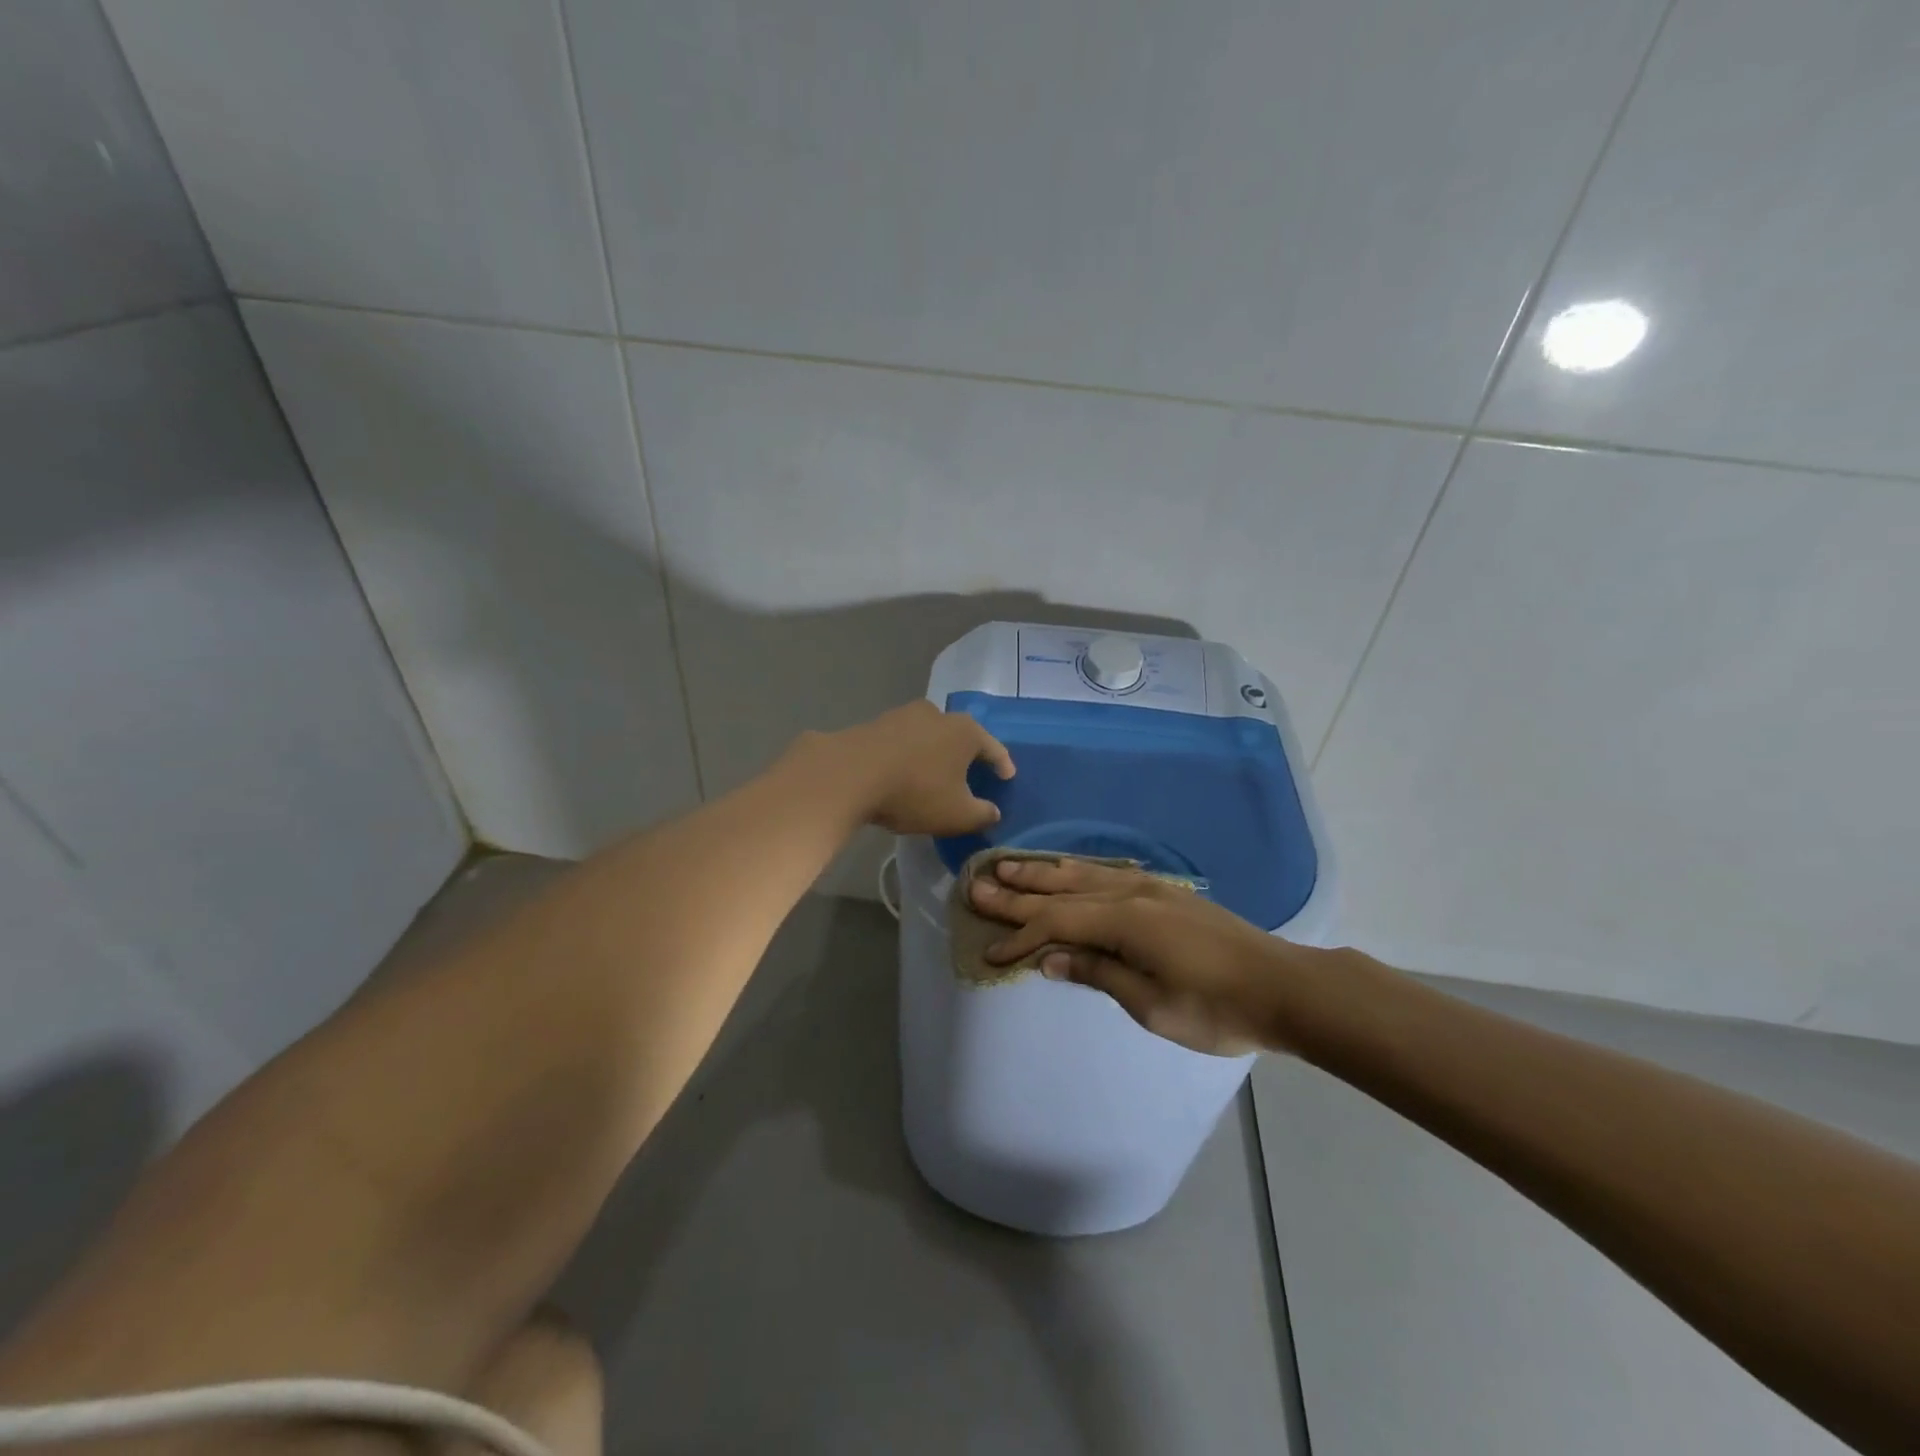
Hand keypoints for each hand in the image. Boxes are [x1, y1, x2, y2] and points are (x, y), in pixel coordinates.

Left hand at [828, 700, 1014, 835]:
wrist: (848, 774)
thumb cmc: (914, 792)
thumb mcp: (957, 814)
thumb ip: (982, 814)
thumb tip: (993, 812)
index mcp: (965, 731)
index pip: (993, 747)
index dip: (1002, 764)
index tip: (1007, 776)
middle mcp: (937, 714)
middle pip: (960, 736)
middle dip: (966, 755)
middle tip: (970, 773)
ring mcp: (904, 715)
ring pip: (929, 736)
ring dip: (934, 754)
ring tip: (934, 774)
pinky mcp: (875, 724)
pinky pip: (903, 742)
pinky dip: (909, 755)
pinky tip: (904, 772)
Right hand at [969, 857, 1323, 1055]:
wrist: (1284, 986)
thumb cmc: (1217, 1007)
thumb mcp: (1152, 1005)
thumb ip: (1098, 973)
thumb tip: (1049, 959)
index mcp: (1124, 921)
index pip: (1056, 923)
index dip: (1020, 938)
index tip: (990, 953)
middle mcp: (1130, 894)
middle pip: (1061, 890)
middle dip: (1018, 891)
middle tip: (976, 884)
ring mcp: (1149, 889)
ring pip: (1082, 875)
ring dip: (1042, 873)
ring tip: (1007, 867)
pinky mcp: (1164, 893)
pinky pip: (1105, 875)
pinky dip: (1075, 873)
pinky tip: (1065, 871)